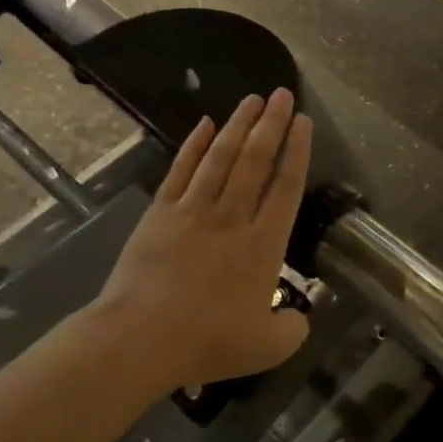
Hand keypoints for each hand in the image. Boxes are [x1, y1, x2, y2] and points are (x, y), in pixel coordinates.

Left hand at [91, 89, 312, 388]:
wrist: (140, 339)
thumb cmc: (207, 342)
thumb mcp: (268, 347)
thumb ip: (293, 329)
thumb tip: (299, 316)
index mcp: (263, 245)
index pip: (286, 187)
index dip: (297, 151)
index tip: (302, 122)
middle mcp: (232, 217)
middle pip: (256, 161)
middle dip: (272, 124)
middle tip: (282, 94)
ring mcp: (193, 211)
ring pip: (221, 158)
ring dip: (239, 126)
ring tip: (253, 99)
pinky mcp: (160, 213)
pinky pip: (181, 170)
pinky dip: (194, 145)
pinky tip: (206, 124)